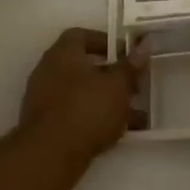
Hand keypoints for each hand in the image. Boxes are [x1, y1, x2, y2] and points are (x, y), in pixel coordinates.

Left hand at [20, 28, 146, 161]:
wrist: (50, 154)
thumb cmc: (86, 109)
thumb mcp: (118, 85)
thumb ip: (131, 65)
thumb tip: (145, 42)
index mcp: (63, 53)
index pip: (82, 35)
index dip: (106, 42)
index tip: (126, 54)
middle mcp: (48, 71)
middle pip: (83, 66)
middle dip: (111, 76)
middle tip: (134, 86)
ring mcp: (44, 99)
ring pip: (82, 93)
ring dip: (106, 100)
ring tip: (135, 114)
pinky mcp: (45, 124)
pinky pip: (75, 113)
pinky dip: (95, 118)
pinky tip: (118, 132)